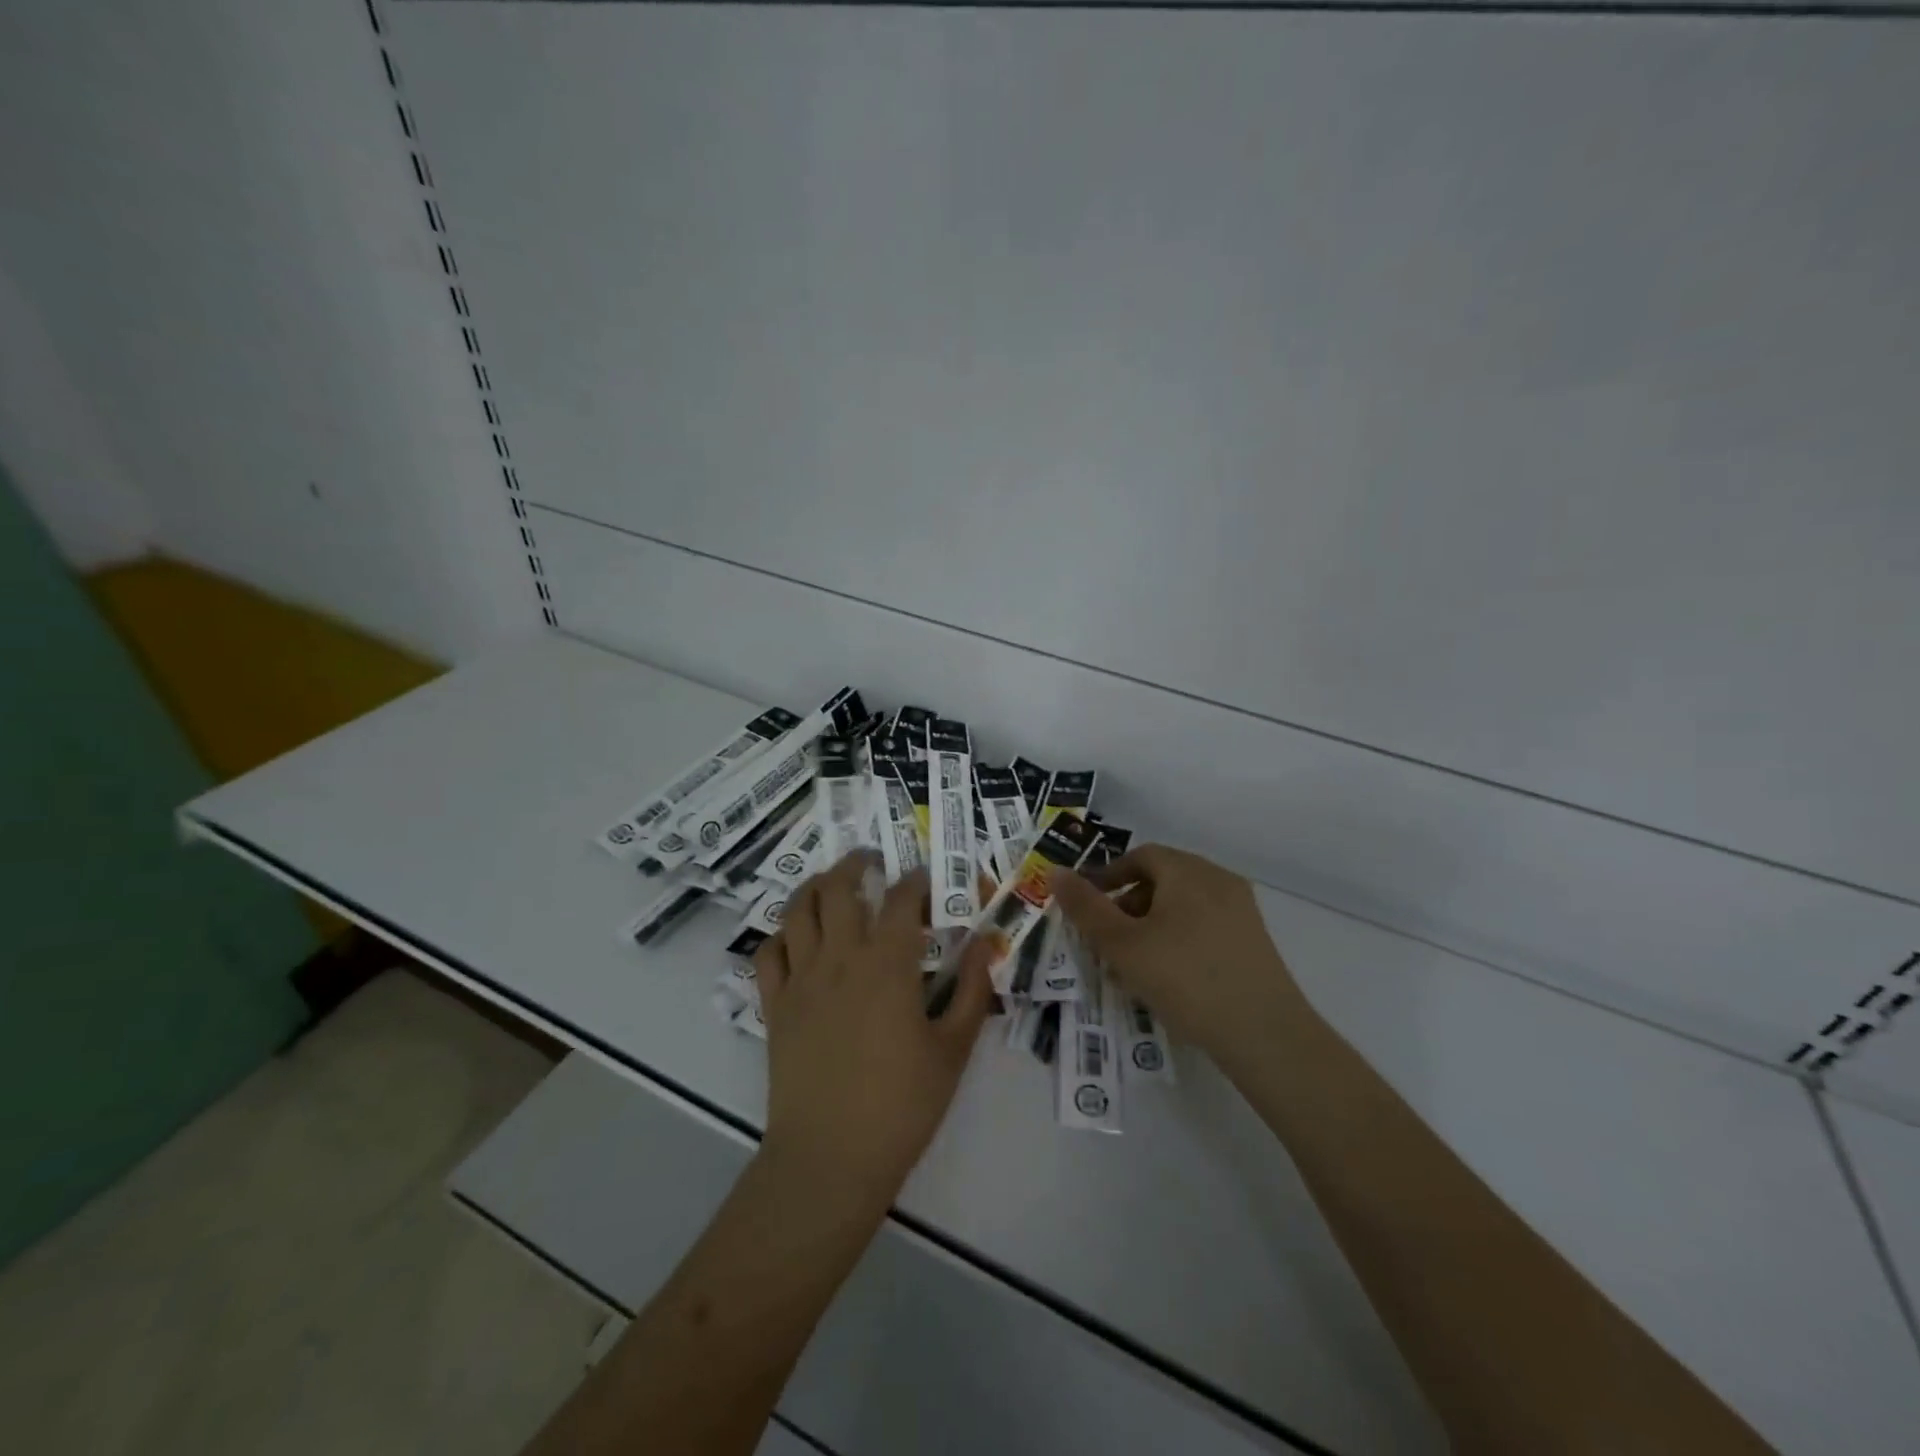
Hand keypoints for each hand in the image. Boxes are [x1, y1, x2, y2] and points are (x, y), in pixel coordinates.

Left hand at [752, 853, 994, 1208]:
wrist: (830, 1160)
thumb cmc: (901, 1106)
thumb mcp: (954, 1049)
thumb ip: (974, 990)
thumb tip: (986, 943)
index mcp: (887, 964)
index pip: (902, 899)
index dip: (918, 881)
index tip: (929, 880)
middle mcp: (840, 958)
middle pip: (839, 887)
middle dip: (856, 864)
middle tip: (871, 861)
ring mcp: (801, 979)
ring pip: (797, 909)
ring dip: (814, 885)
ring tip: (831, 882)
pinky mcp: (775, 1005)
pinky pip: (768, 952)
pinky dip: (782, 934)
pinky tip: (798, 938)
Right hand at [1050, 844, 1303, 1072]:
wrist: (1265, 1034)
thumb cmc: (1185, 979)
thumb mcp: (1122, 945)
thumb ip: (1086, 908)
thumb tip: (1056, 873)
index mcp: (1187, 871)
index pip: (1140, 856)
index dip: (1107, 877)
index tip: (1086, 907)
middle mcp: (1218, 879)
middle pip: (1162, 879)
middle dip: (1127, 906)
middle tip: (1105, 941)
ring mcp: (1241, 910)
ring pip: (1183, 906)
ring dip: (1151, 926)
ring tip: (1133, 966)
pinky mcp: (1254, 941)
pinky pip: (1205, 926)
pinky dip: (1178, 939)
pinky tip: (1169, 978)